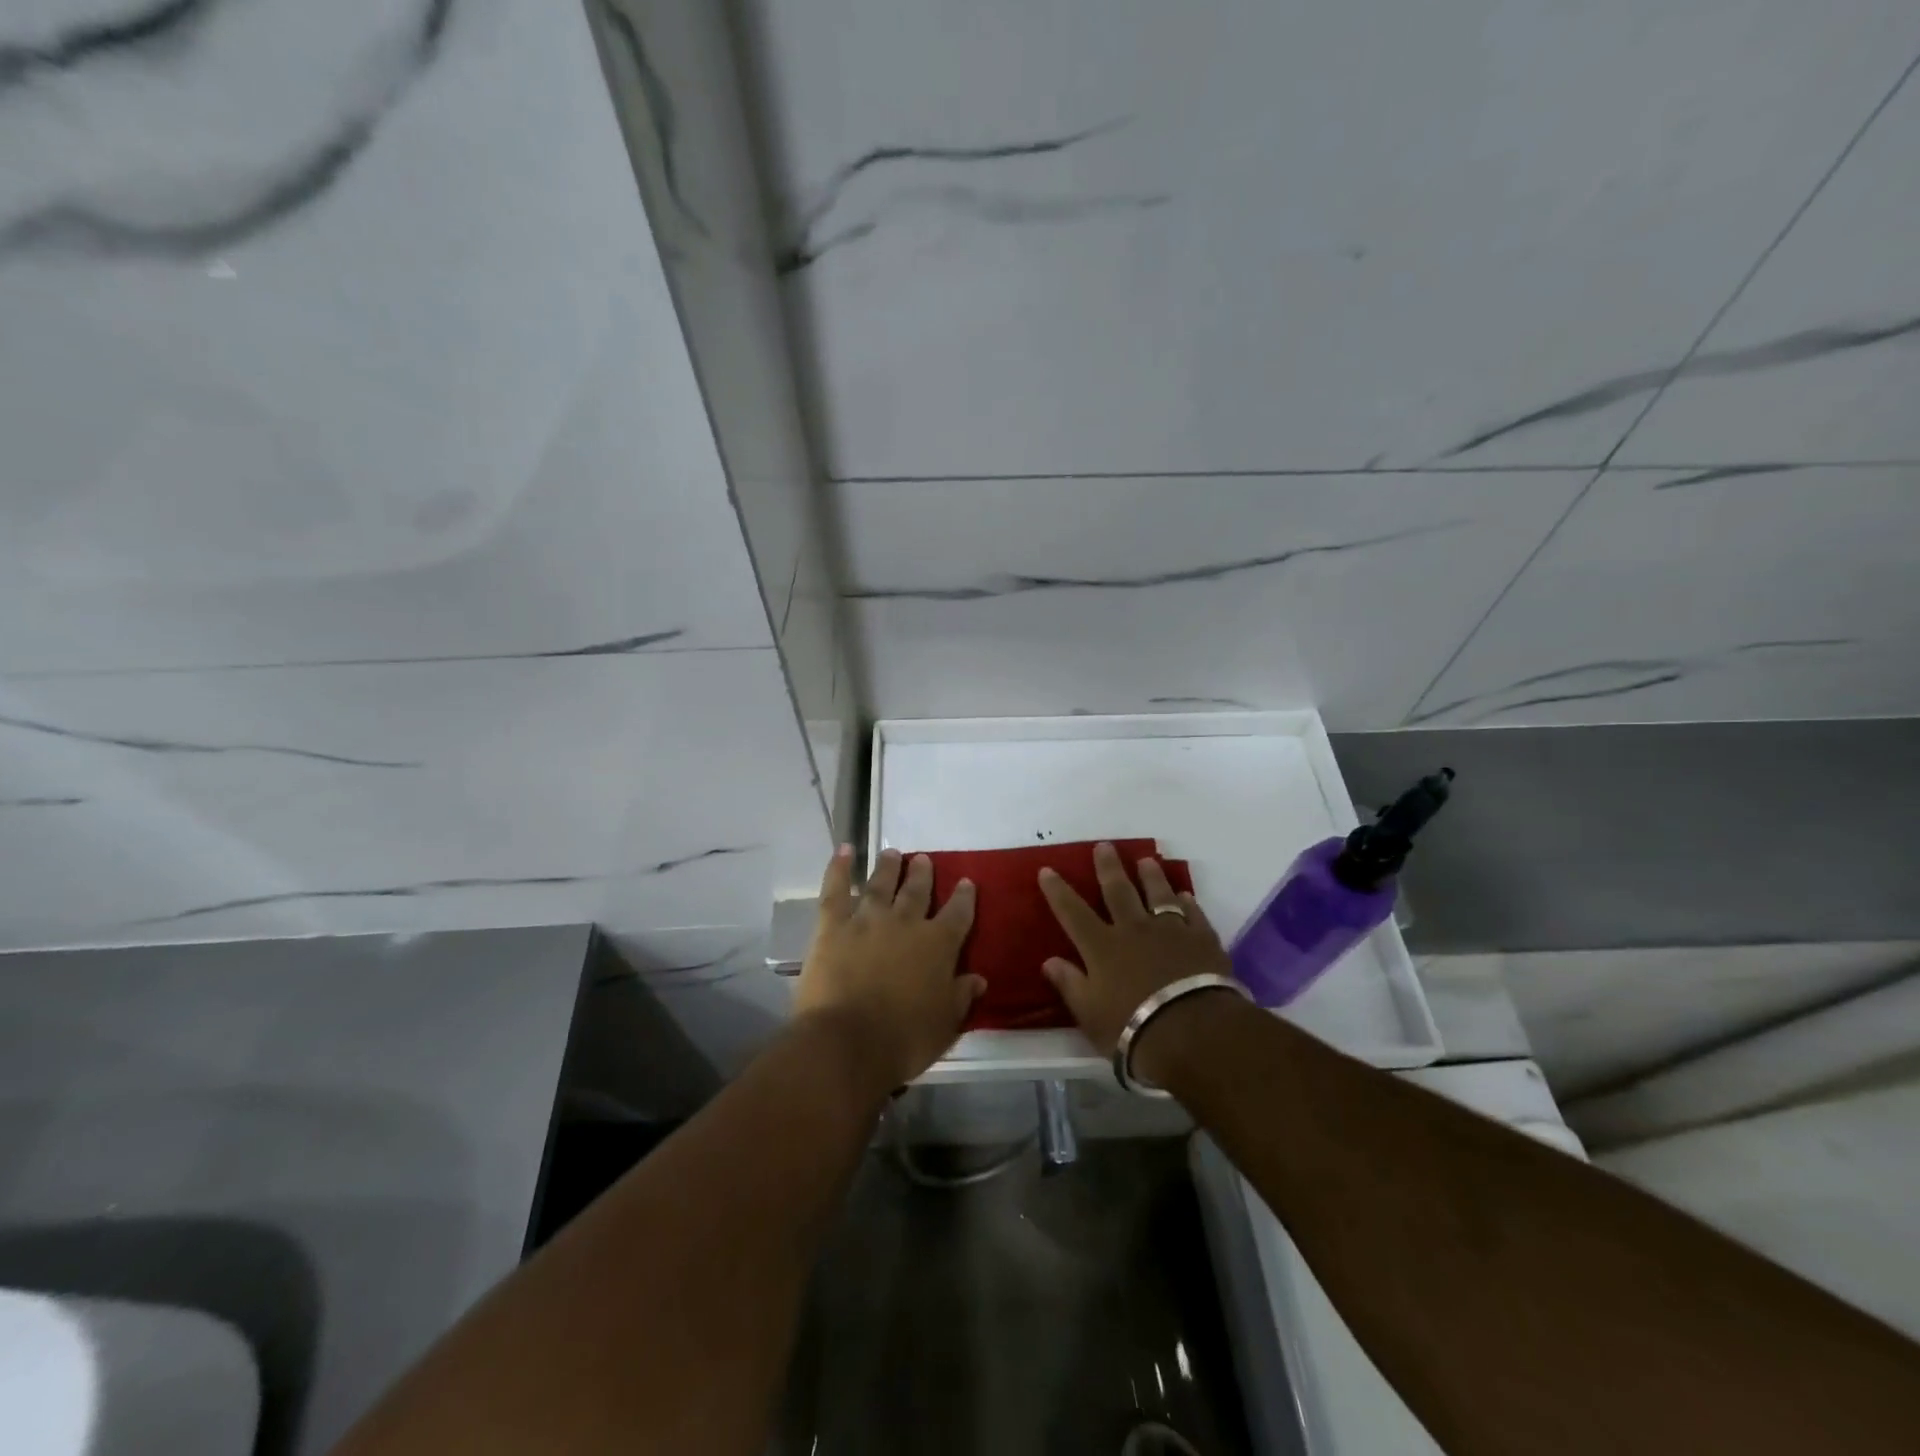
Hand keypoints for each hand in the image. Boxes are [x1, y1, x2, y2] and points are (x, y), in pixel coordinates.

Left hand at [795, 846, 985, 1091]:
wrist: (848, 1043)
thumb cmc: (904, 1040)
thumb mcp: (946, 1024)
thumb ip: (961, 996)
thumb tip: (978, 978)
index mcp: (938, 946)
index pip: (957, 914)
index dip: (964, 898)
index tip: (966, 882)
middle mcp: (906, 923)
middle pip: (917, 892)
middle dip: (922, 875)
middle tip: (924, 859)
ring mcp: (868, 920)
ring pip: (881, 885)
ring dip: (888, 867)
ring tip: (892, 853)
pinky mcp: (833, 926)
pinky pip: (836, 890)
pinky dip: (838, 868)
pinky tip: (843, 850)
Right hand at [1039, 842, 1237, 1076]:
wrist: (1194, 1031)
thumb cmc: (1133, 1028)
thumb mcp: (1090, 1014)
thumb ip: (1070, 984)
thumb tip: (1049, 961)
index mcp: (1101, 947)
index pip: (1073, 912)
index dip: (1058, 891)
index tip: (1047, 870)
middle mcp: (1133, 930)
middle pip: (1118, 891)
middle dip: (1108, 867)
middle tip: (1104, 846)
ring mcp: (1170, 931)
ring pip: (1158, 895)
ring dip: (1151, 876)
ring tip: (1146, 861)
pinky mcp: (1202, 940)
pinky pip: (1193, 914)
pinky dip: (1187, 903)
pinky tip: (1185, 897)